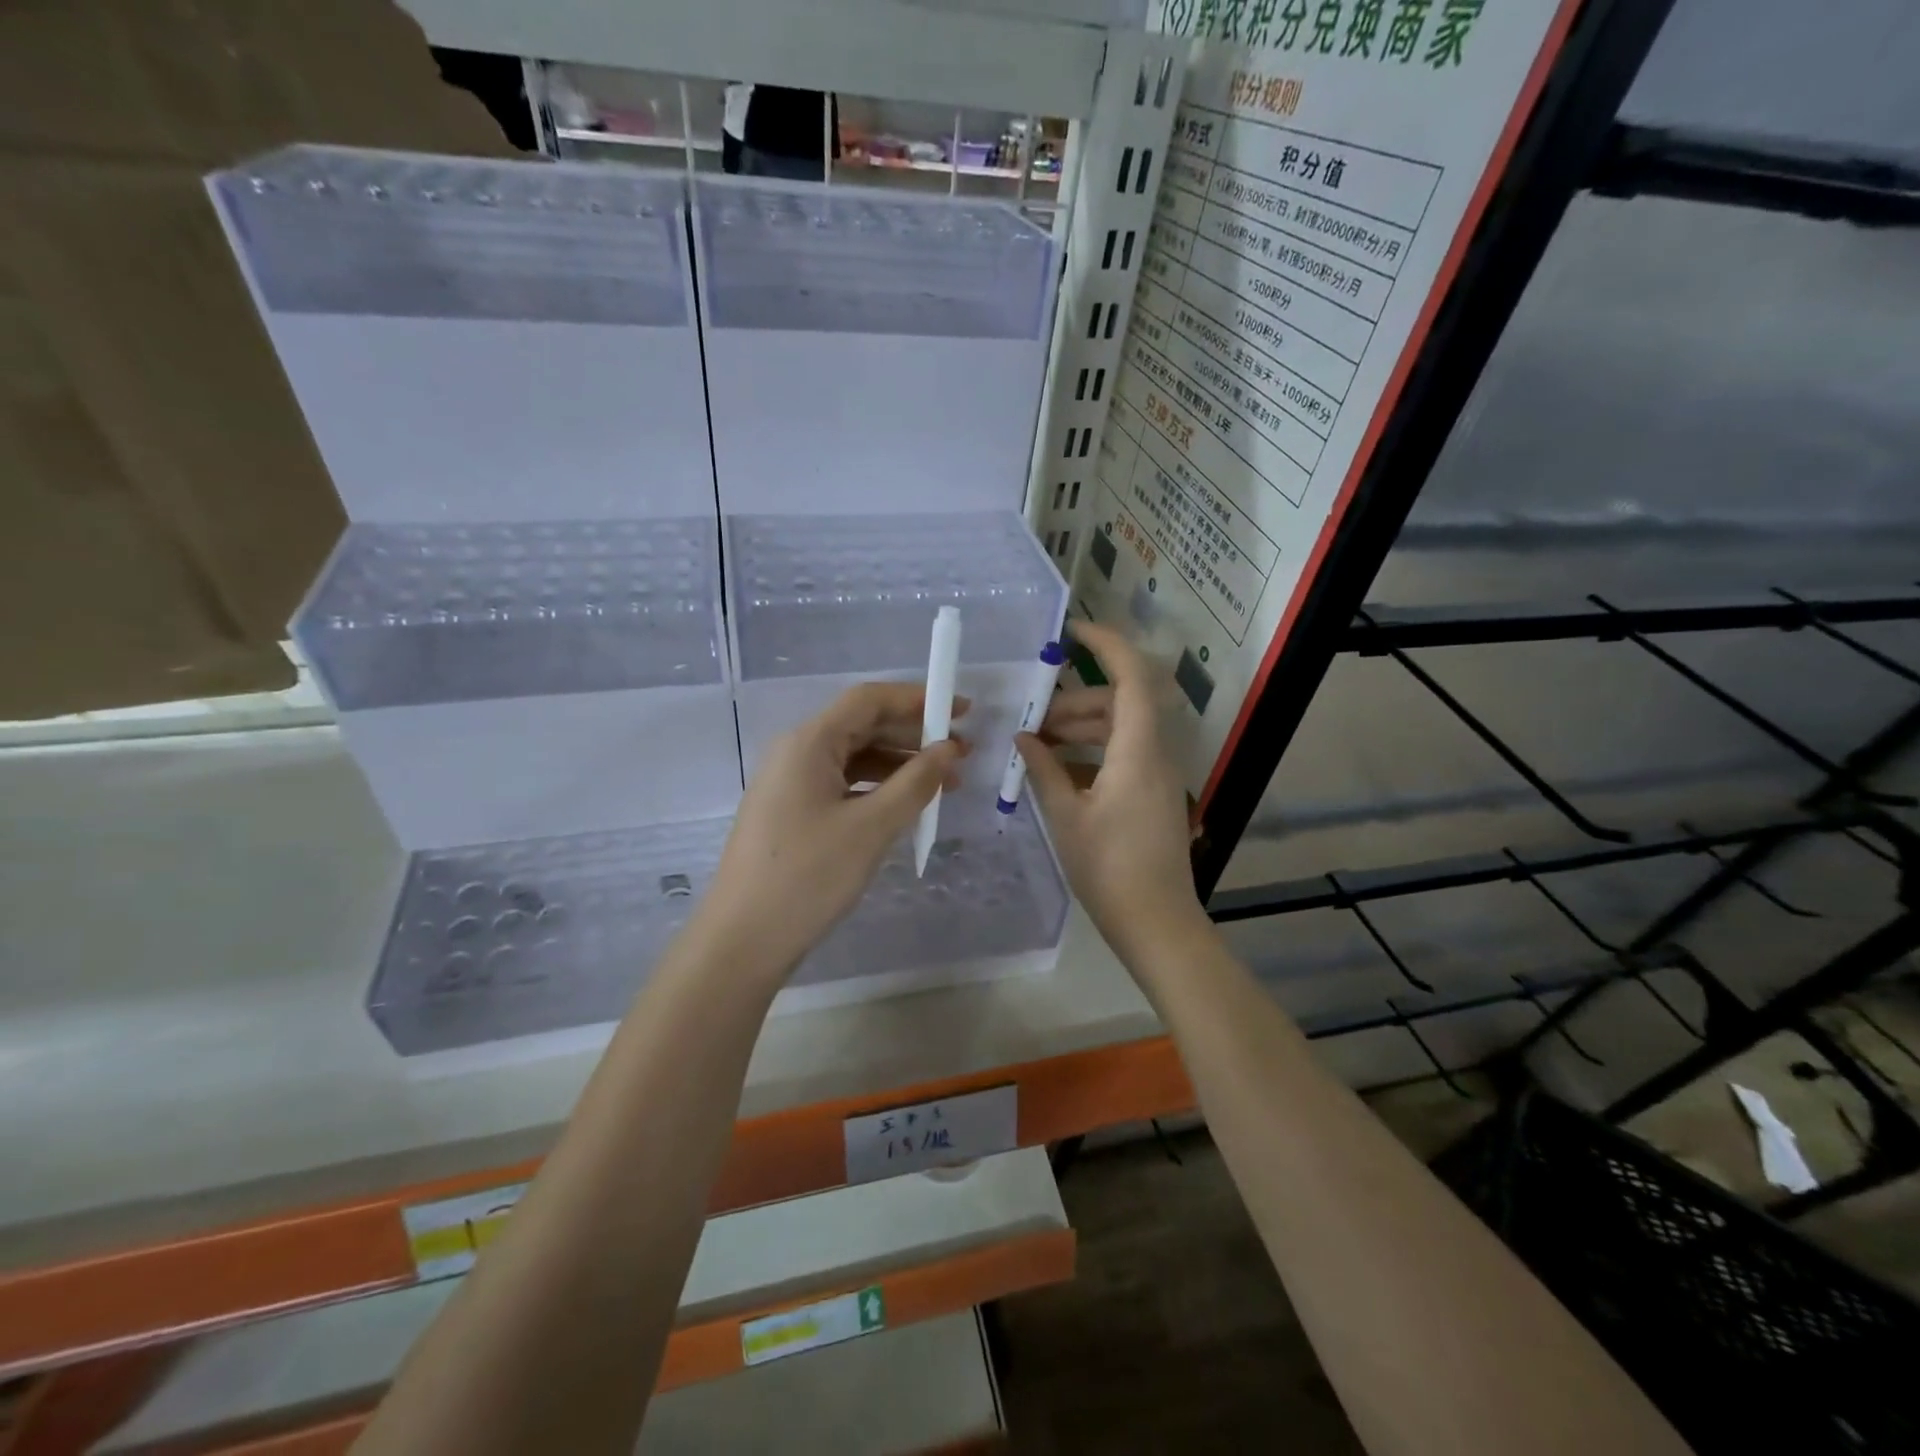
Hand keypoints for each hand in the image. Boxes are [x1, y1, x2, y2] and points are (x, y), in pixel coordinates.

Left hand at [696, 683, 966, 979]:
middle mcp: (797, 753)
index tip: (963, 711)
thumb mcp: (871, 828)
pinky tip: (906, 806)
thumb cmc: (808, 876)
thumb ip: (915, 783)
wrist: (742, 941)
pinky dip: (878, 789)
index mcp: (809, 742)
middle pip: (862, 726)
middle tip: (963, 753)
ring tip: (946, 784)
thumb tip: (949, 749)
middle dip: (914, 735)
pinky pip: (843, 785)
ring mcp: (791, 784)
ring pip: (854, 758)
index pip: (868, 700)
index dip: (918, 699)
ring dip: (900, 765)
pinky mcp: (792, 813)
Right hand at [1015, 621, 1205, 960]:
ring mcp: (1157, 776)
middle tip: (1032, 715)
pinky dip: (1091, 754)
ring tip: (1036, 742)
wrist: (1157, 924)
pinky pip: (1123, 756)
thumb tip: (1023, 737)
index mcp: (1137, 751)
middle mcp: (1155, 754)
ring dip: (1081, 728)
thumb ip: (1042, 770)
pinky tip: (1055, 771)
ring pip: (1120, 730)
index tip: (1071, 633)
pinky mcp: (1153, 796)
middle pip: (1120, 704)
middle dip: (1075, 701)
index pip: (1131, 677)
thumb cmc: (1110, 869)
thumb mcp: (1066, 817)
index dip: (1106, 645)